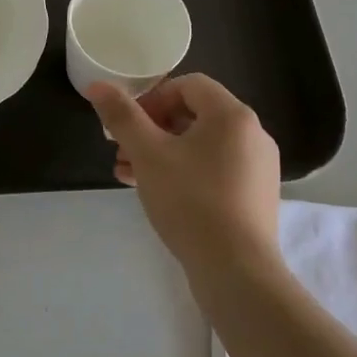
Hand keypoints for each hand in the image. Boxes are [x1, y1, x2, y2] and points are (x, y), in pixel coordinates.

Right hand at [88, 74, 281, 285]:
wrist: (236, 271)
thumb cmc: (190, 201)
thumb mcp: (147, 154)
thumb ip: (122, 116)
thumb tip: (98, 86)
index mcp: (232, 115)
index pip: (188, 85)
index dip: (153, 97)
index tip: (129, 123)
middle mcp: (252, 135)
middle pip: (194, 115)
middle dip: (152, 128)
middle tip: (123, 149)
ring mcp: (258, 167)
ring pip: (201, 145)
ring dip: (162, 152)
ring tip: (127, 173)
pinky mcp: (254, 196)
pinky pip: (214, 169)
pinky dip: (183, 171)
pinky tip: (153, 192)